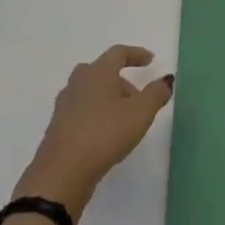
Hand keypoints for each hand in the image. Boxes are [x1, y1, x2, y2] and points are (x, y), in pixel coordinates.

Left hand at [15, 45, 174, 218]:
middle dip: (122, 80)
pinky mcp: (58, 126)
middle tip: (138, 98)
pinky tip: (105, 134)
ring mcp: (65, 104)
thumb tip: (166, 79)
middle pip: (101, 71)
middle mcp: (78, 82)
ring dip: (108, 98)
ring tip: (124, 119)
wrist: (63, 170)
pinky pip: (81, 110)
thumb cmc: (105, 133)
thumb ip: (155, 94)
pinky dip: (96, 114)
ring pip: (90, 91)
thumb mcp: (140, 113)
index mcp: (98, 72)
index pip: (118, 53)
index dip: (136, 54)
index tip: (151, 60)